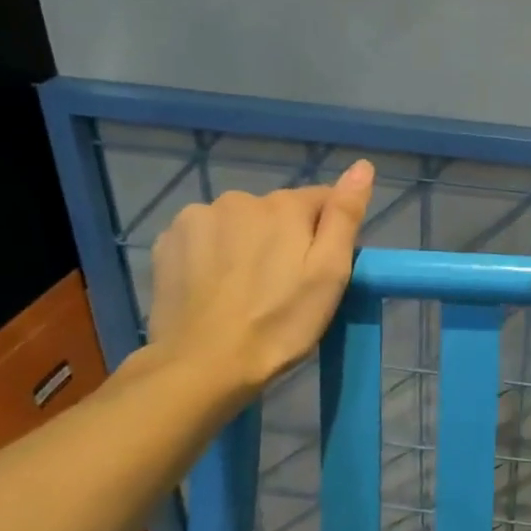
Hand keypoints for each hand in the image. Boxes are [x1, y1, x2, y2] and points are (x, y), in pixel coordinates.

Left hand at [143, 160, 375, 405]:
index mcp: (283, 205)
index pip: (321, 200)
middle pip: (277, 212)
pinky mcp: (168, 242)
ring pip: (239, 223)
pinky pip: (206, 238)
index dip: (327, 234)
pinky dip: (214, 255)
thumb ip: (344, 216)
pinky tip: (216, 288)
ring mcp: (196, 218)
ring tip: (246, 291)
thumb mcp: (329, 274)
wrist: (203, 365)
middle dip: (285, 239)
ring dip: (247, 245)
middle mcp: (238, 199)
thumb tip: (362, 166)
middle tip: (284, 287)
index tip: (320, 271)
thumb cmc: (280, 324)